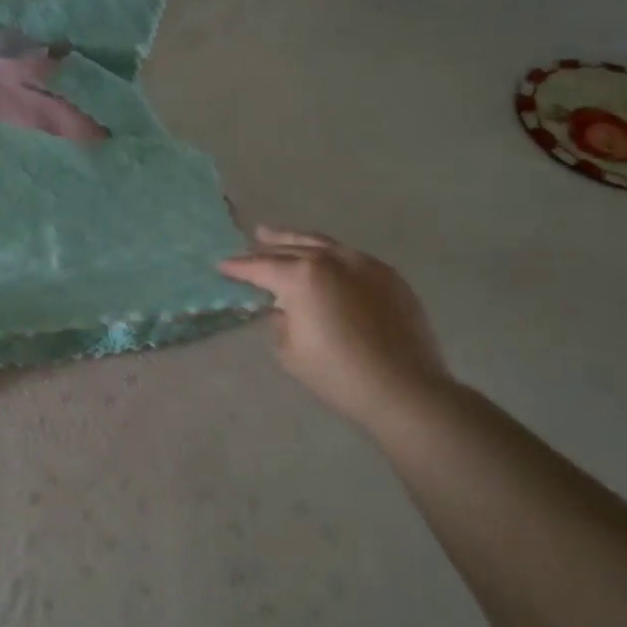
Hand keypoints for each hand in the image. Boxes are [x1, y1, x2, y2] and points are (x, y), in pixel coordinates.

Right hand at [220, 226, 452, 429]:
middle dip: (269, 246)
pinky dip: (331, 256)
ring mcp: (365, 265)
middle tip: (253, 240)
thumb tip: (283, 307)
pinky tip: (325, 262)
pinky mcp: (390, 277)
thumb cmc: (337, 374)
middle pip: (293, 247)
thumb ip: (279, 320)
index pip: (261, 267)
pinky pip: (352, 258)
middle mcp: (332, 260)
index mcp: (302, 277)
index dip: (239, 267)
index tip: (222, 266)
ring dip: (299, 241)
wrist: (404, 389)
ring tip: (280, 236)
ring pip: (324, 245)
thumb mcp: (289, 350)